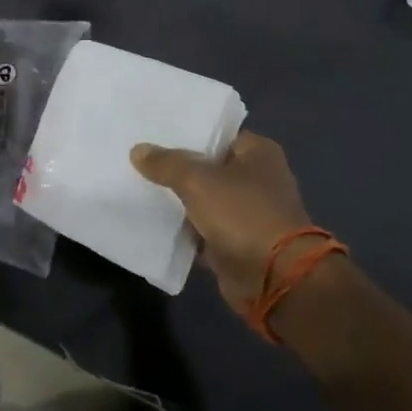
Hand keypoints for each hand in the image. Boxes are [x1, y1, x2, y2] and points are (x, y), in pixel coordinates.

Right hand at [130, 132, 320, 315]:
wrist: (274, 279)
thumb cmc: (242, 214)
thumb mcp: (197, 180)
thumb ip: (166, 163)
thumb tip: (138, 150)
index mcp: (258, 152)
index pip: (216, 133)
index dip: (186, 132)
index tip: (152, 131)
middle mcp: (257, 178)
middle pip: (207, 166)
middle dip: (177, 166)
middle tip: (138, 157)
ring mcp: (248, 213)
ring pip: (202, 199)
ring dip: (177, 199)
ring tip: (137, 185)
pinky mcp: (237, 242)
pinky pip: (202, 228)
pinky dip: (183, 228)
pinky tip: (152, 220)